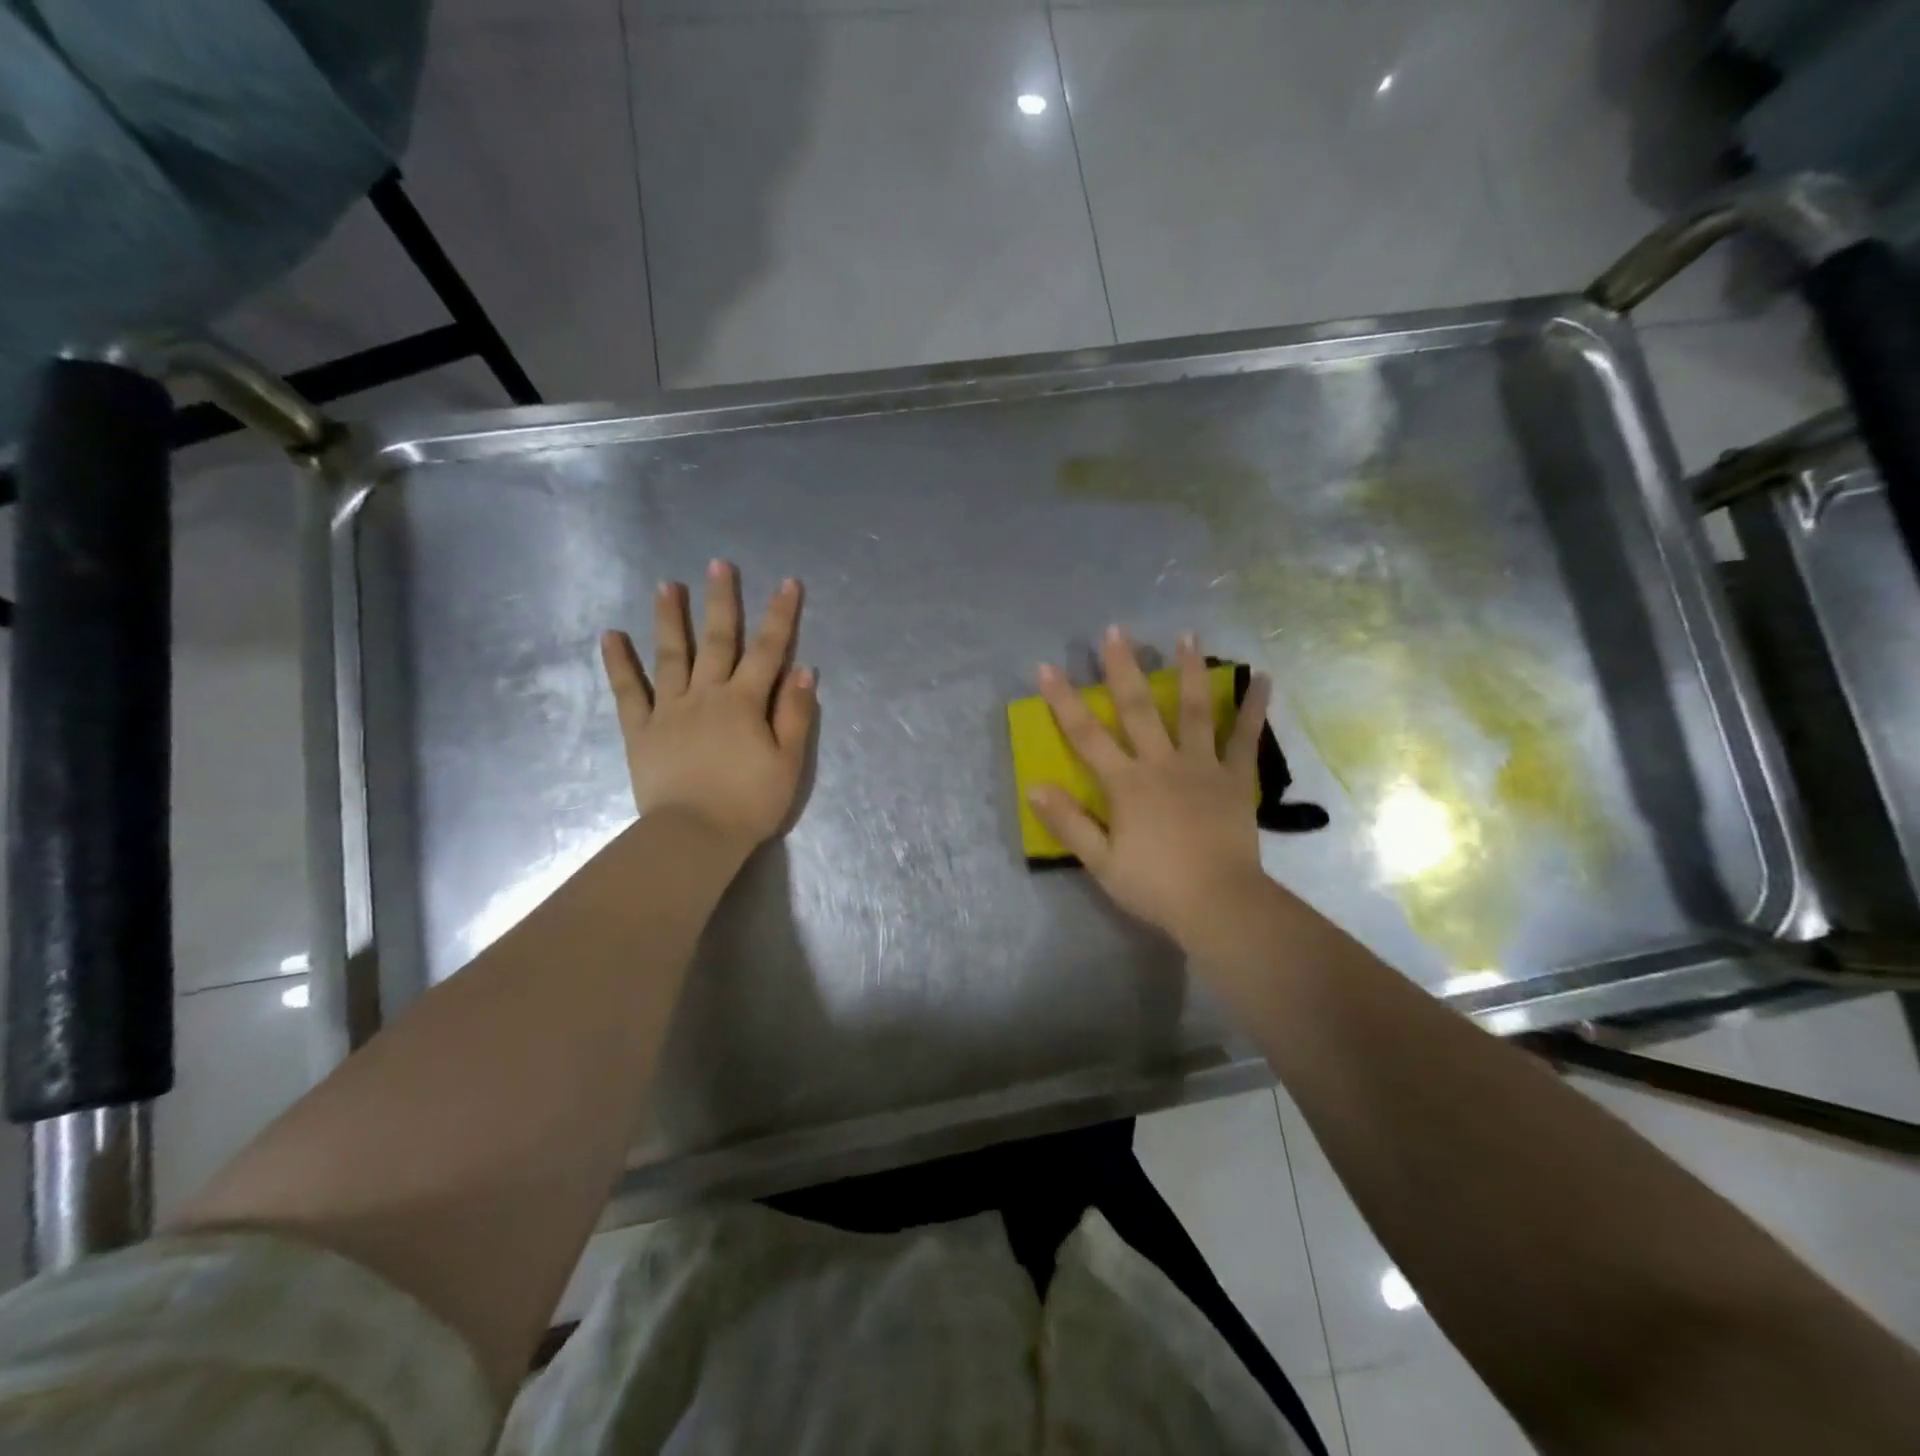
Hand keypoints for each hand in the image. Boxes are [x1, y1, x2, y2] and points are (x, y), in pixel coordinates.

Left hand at [601, 560, 816, 856]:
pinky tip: (611, 636)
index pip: (768, 650)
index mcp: (746, 702)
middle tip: (718, 565)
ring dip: (670, 619)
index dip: (780, 616)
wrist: (693, 836)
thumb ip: (796, 715)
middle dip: (722, 601)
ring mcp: (670, 710)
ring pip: (671, 655)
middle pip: (717, 641)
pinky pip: (628, 691)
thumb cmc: (749, 802)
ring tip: (666, 585)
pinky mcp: (641, 730)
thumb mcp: (788, 762)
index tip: (787, 583)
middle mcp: (707, 695)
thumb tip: (804, 671)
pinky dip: (619, 663)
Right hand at [1028, 626, 1272, 950]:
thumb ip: (1068, 823)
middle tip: (1117, 630)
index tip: (1047, 667)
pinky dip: (1254, 707)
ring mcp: (1202, 766)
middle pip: (1138, 708)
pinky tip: (1262, 678)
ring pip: (1192, 710)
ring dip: (1188, 670)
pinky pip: (1245, 737)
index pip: (1086, 735)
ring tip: (1187, 635)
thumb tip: (1034, 787)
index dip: (1064, 700)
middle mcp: (1161, 763)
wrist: (1219, 904)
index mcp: (1126, 783)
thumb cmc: (1155, 886)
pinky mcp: (1236, 778)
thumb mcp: (1100, 862)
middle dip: (1123, 667)